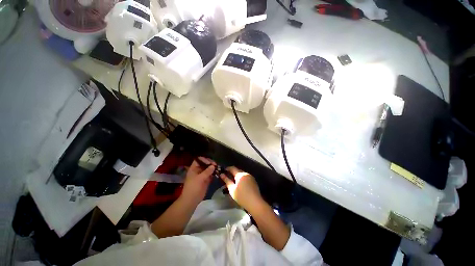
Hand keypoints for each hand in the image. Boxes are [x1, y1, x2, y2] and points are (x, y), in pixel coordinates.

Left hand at [181, 157, 215, 203]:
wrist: (191, 200)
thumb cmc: (193, 187)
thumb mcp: (200, 178)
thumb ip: (207, 171)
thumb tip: (213, 166)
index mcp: (194, 168)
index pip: (199, 160)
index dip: (204, 159)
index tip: (210, 163)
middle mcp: (198, 170)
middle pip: (205, 163)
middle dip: (210, 163)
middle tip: (216, 165)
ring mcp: (202, 175)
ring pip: (208, 169)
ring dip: (213, 168)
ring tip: (218, 168)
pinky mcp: (206, 180)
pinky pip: (210, 174)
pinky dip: (214, 173)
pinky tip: (218, 173)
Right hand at [220, 166, 263, 211]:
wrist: (255, 203)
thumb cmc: (241, 196)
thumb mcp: (232, 189)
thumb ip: (227, 180)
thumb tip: (221, 174)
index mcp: (240, 174)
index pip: (232, 168)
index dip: (227, 168)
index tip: (223, 170)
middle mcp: (246, 173)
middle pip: (238, 170)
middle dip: (232, 172)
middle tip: (227, 176)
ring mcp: (250, 176)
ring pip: (242, 173)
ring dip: (237, 175)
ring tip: (233, 181)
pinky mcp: (253, 180)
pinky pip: (245, 177)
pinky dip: (241, 178)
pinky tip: (240, 184)